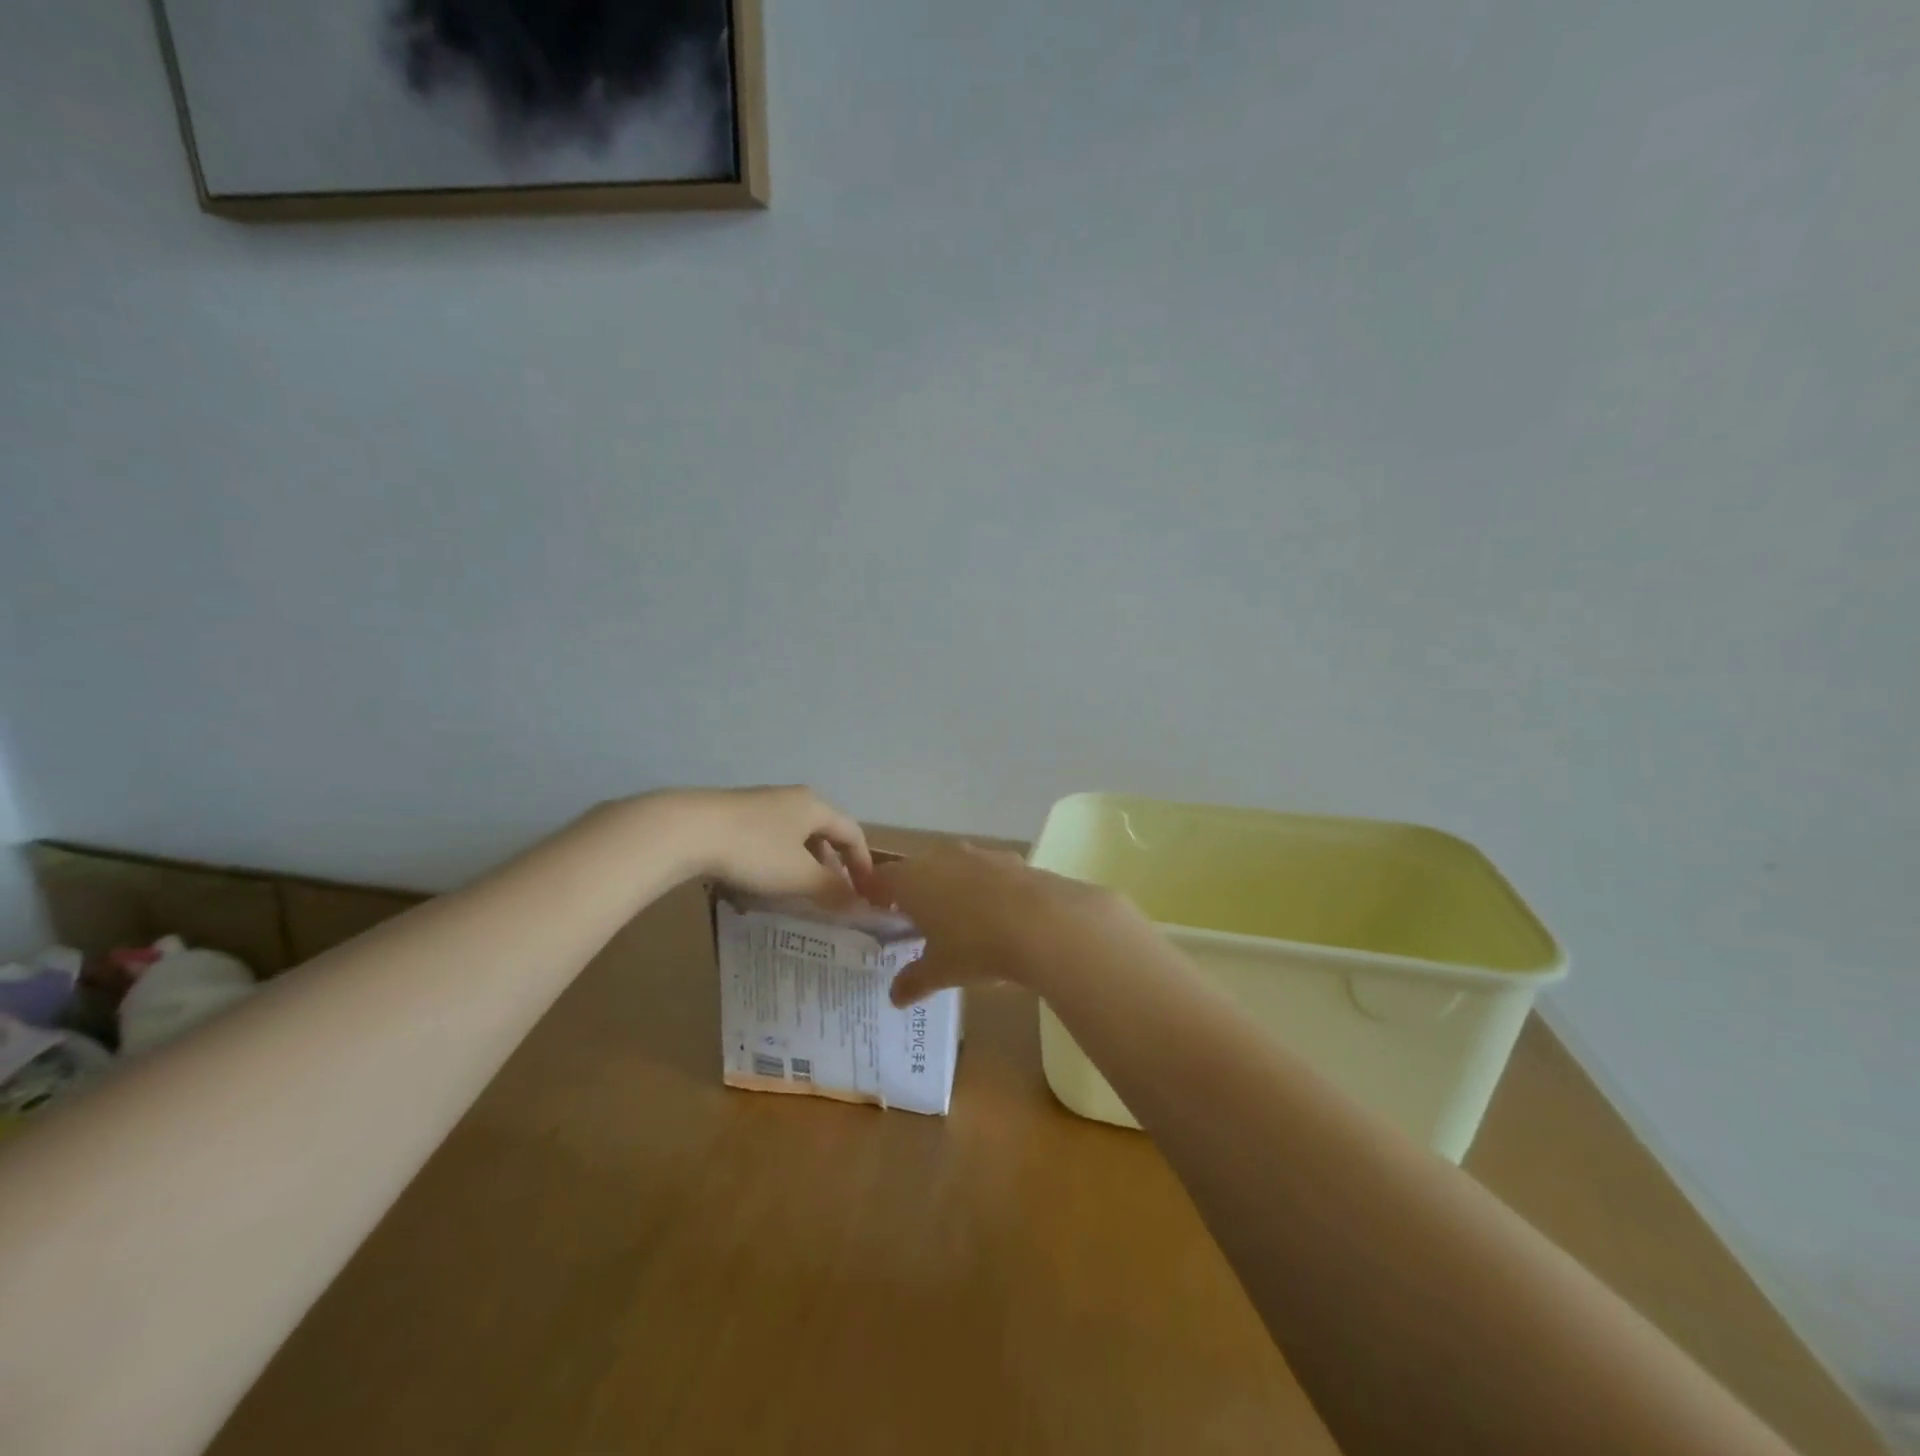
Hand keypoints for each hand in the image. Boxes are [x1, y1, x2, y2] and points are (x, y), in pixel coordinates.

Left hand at [647, 786, 876, 904]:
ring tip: (796, 894)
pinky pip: (766, 841)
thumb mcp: (799, 875)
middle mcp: (790, 798)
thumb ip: (833, 891)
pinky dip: (774, 863)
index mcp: (814, 806)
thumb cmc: (754, 850)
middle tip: (832, 896)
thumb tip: (861, 907)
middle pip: (822, 832)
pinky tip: (760, 884)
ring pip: (792, 837)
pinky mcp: (730, 817)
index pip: (852, 831)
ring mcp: (758, 805)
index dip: (863, 863)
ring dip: (801, 866)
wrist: (685, 830)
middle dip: (831, 866)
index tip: (865, 892)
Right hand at [875, 845, 1149, 1005]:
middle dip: (914, 891)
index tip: (876, 911)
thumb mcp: (940, 971)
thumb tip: (894, 996)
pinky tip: (995, 912)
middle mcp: (939, 857)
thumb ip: (913, 981)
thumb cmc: (976, 946)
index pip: (880, 878)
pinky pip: (985, 871)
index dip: (875, 894)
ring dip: (949, 886)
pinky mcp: (1009, 858)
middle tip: (915, 920)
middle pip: (916, 868)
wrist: (1042, 922)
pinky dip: (983, 887)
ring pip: (952, 866)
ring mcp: (976, 854)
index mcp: (912, 880)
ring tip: (956, 917)